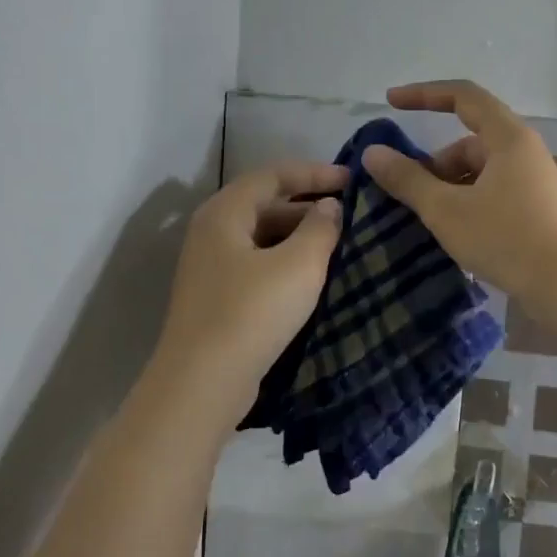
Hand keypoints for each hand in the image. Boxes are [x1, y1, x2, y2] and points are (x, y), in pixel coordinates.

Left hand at [153, 161, 347, 411]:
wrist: (202, 383)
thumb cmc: (252, 313)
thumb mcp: (298, 265)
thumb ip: (320, 228)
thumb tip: (329, 206)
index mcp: (224, 213)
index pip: (273, 174)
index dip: (315, 173)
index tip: (353, 181)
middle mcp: (212, 232)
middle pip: (266, 204)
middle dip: (309, 205)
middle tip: (351, 214)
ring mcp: (211, 267)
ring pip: (263, 237)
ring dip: (300, 236)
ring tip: (340, 244)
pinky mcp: (218, 297)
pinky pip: (258, 265)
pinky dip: (287, 262)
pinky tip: (314, 277)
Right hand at [362, 80, 556, 308]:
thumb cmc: (506, 238)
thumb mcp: (446, 209)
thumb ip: (407, 179)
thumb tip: (373, 153)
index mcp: (507, 137)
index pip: (462, 96)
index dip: (424, 94)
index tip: (390, 103)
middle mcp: (524, 151)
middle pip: (469, 141)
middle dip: (434, 164)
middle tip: (410, 196)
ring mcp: (533, 180)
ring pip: (480, 171)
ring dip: (450, 187)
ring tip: (430, 221)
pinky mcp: (536, 208)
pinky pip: (493, 191)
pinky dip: (468, 202)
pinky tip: (455, 233)